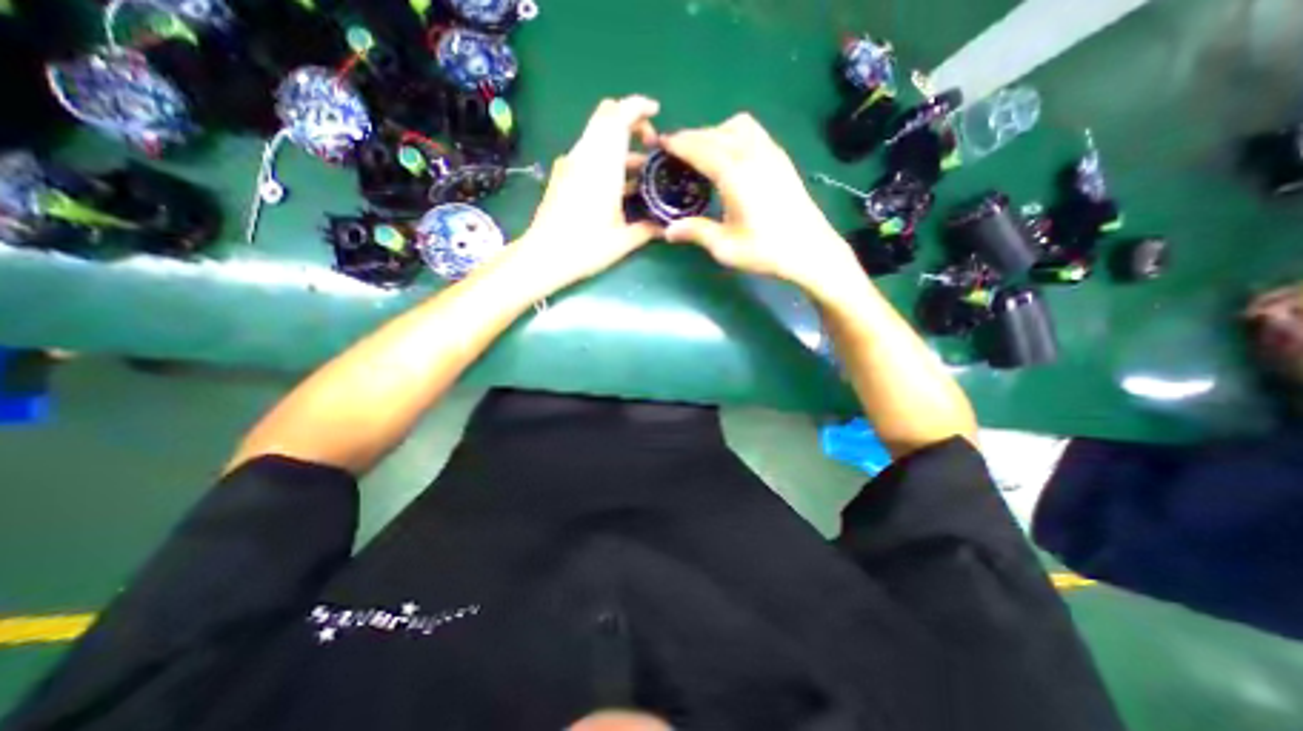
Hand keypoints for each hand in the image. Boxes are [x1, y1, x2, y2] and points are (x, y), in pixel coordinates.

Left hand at [514, 93, 665, 288]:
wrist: (543, 256)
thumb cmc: (585, 247)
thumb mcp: (623, 241)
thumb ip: (647, 229)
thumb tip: (666, 227)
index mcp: (602, 164)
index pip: (619, 115)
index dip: (639, 107)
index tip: (657, 113)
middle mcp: (584, 156)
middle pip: (606, 117)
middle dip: (631, 122)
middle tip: (650, 145)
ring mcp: (570, 164)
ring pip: (597, 136)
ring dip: (621, 145)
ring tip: (641, 173)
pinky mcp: (562, 175)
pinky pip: (588, 153)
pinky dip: (607, 157)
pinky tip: (619, 186)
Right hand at [663, 111, 863, 295]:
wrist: (811, 251)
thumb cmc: (766, 251)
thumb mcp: (725, 247)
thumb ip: (696, 232)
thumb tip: (669, 230)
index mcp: (735, 174)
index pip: (700, 148)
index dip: (678, 144)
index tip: (661, 144)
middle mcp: (753, 154)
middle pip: (716, 133)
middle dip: (692, 137)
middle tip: (675, 153)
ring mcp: (771, 153)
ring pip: (737, 126)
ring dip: (715, 132)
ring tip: (703, 154)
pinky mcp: (782, 160)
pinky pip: (753, 133)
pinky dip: (734, 135)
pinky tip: (730, 158)